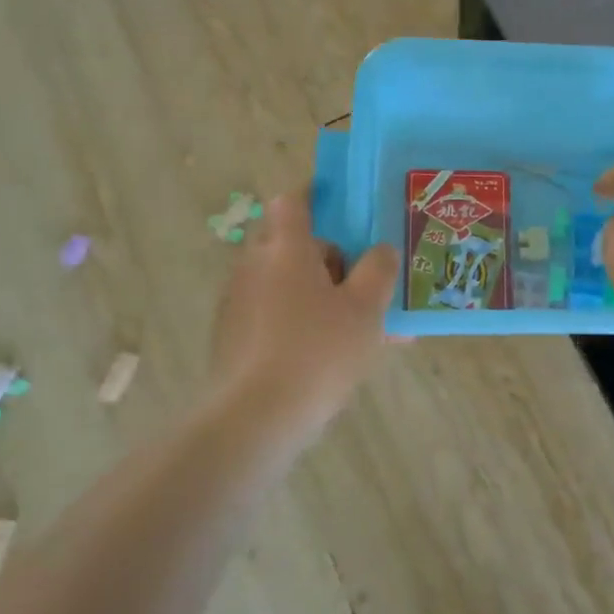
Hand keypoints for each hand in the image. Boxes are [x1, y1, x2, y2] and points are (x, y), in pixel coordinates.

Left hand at [207, 191, 399, 443]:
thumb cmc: (318, 351)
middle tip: (363, 280)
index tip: (344, 206)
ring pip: (286, 284)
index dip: (317, 195)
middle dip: (327, 256)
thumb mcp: (366, 308)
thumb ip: (379, 269)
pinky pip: (275, 315)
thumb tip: (380, 250)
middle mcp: (254, 266)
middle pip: (291, 244)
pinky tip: (335, 355)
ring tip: (363, 328)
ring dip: (319, 294)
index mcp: (285, 248)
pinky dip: (302, 322)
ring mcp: (238, 303)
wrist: (255, 418)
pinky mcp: (234, 338)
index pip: (293, 200)